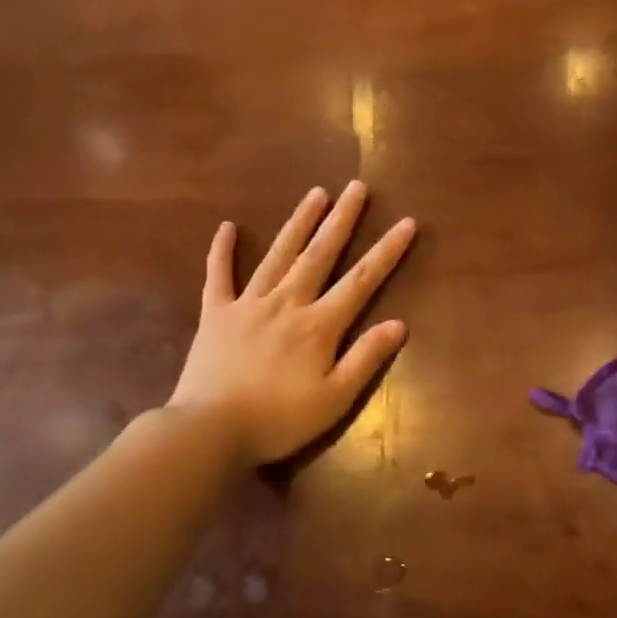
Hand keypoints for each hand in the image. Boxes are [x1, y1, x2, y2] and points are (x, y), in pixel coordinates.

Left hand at [168, 181, 415, 464]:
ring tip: (316, 193)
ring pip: (278, 255)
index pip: (361, 280)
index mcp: (318, 325)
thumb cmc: (279, 420)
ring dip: (298, 222)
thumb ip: (366, 358)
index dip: (386, 251)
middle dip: (341, 220)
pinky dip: (222, 251)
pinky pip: (218, 275)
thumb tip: (398, 323)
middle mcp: (286, 303)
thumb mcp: (335, 399)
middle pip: (319, 254)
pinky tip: (226, 226)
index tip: (406, 222)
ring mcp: (247, 304)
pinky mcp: (215, 314)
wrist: (210, 430)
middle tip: (356, 188)